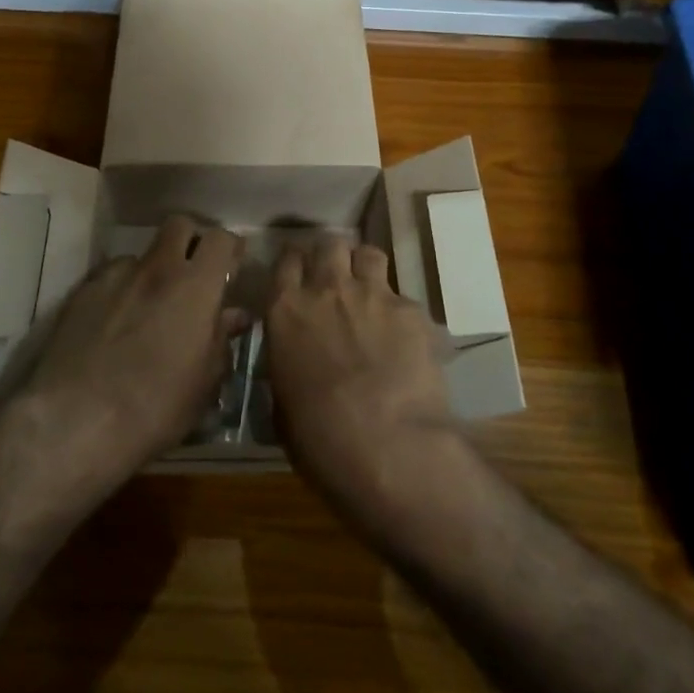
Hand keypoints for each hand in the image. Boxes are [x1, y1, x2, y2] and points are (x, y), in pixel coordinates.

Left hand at [10, 215, 244, 484]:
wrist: (75, 421)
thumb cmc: (155, 408)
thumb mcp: (203, 383)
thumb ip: (221, 340)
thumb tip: (233, 316)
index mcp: (195, 287)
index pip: (220, 239)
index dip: (230, 248)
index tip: (233, 266)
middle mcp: (156, 269)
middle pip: (179, 225)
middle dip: (191, 241)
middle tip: (194, 274)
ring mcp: (115, 276)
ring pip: (142, 254)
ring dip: (153, 271)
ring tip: (149, 306)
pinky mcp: (82, 291)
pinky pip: (110, 277)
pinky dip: (121, 290)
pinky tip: (115, 321)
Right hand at [265, 236, 459, 518]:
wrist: (387, 448)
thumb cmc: (320, 438)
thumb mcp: (282, 403)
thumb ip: (286, 366)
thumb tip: (293, 364)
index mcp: (286, 310)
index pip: (286, 260)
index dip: (294, 262)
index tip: (298, 272)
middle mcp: (327, 289)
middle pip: (328, 245)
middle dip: (331, 256)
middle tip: (333, 279)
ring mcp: (372, 295)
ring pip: (367, 254)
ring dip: (364, 267)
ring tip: (368, 290)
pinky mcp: (411, 311)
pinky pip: (403, 296)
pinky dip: (399, 311)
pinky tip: (404, 337)